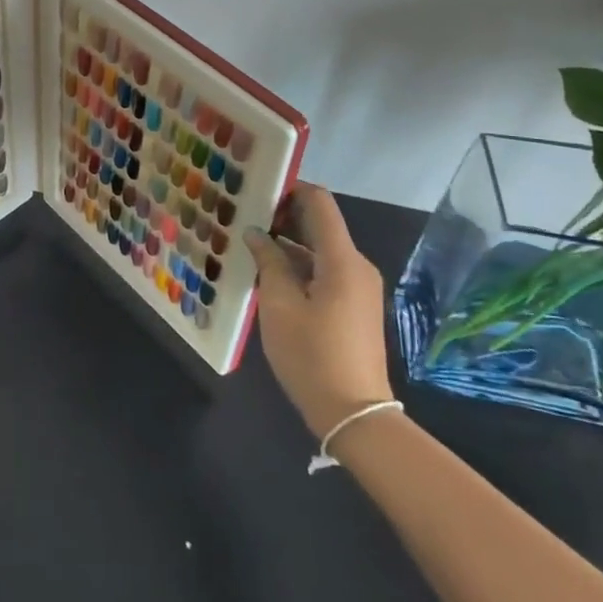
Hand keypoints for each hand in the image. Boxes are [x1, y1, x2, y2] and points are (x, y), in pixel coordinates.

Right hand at [244, 183, 391, 437]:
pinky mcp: (354, 305)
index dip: (290, 189)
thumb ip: (268, 262)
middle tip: (244, 216)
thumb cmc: (312, 354)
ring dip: (288, 242)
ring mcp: (358, 287)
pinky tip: (269, 273)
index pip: (319, 203)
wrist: (353, 413)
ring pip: (320, 249)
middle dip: (283, 216)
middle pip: (320, 224)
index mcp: (341, 259)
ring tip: (249, 243)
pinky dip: (299, 264)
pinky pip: (325, 270)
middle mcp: (356, 265)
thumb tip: (257, 234)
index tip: (256, 189)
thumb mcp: (279, 305)